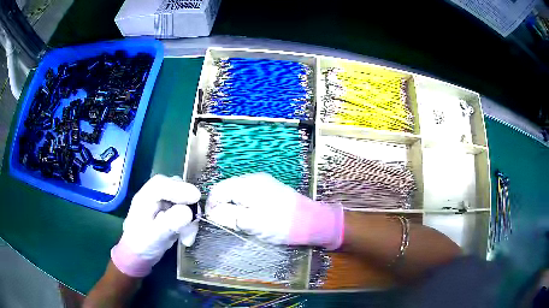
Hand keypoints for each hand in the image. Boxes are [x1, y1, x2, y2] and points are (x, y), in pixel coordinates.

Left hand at [111, 175, 200, 276]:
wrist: (140, 255)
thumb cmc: (142, 245)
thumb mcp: (155, 236)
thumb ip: (169, 223)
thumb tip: (188, 212)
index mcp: (146, 197)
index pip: (163, 184)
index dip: (180, 188)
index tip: (196, 198)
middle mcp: (155, 195)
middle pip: (177, 188)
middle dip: (189, 205)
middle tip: (194, 222)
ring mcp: (164, 202)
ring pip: (185, 200)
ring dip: (190, 219)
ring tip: (187, 238)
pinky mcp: (172, 211)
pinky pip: (187, 211)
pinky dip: (189, 224)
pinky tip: (186, 238)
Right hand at [205, 173, 343, 249]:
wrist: (312, 221)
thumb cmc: (281, 224)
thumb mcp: (250, 223)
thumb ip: (228, 216)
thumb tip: (213, 213)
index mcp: (246, 185)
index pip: (218, 190)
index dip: (211, 205)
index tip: (212, 221)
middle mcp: (253, 179)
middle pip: (227, 189)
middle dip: (223, 206)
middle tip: (227, 224)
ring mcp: (263, 182)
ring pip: (238, 192)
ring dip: (233, 206)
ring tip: (239, 222)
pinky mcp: (270, 189)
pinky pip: (249, 195)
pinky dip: (244, 205)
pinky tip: (250, 216)